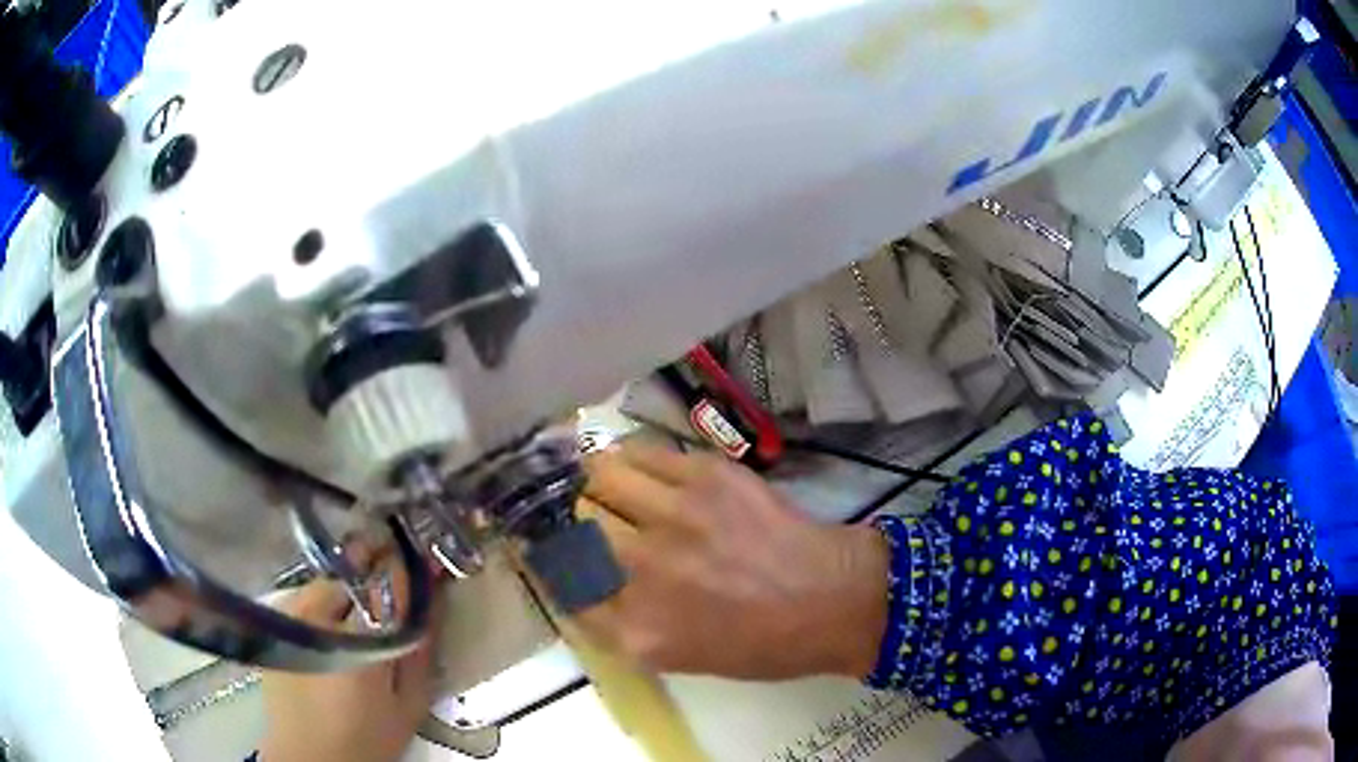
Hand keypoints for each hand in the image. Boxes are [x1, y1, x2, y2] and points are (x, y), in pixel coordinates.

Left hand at [259, 558, 438, 761]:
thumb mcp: (408, 704)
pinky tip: (333, 632)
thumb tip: (433, 597)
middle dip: (373, 575)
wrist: (310, 756)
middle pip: (351, 573)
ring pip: (327, 583)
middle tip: (389, 596)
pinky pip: (306, 598)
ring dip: (347, 591)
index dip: (407, 567)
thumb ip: (420, 650)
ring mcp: (290, 617)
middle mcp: (318, 617)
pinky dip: (325, 605)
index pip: (387, 583)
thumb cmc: (367, 737)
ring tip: (359, 620)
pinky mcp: (276, 624)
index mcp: (358, 640)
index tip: (421, 559)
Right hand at [575, 443, 889, 680]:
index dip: (551, 565)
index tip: (549, 552)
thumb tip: (583, 586)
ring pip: (599, 476)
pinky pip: (642, 452)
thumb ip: (623, 625)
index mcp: (638, 630)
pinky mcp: (706, 477)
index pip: (563, 587)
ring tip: (600, 480)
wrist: (833, 599)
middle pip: (572, 525)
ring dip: (592, 480)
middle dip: (567, 518)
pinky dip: (629, 458)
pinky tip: (635, 465)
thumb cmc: (762, 645)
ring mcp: (675, 518)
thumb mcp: (679, 657)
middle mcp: (645, 572)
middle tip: (574, 512)